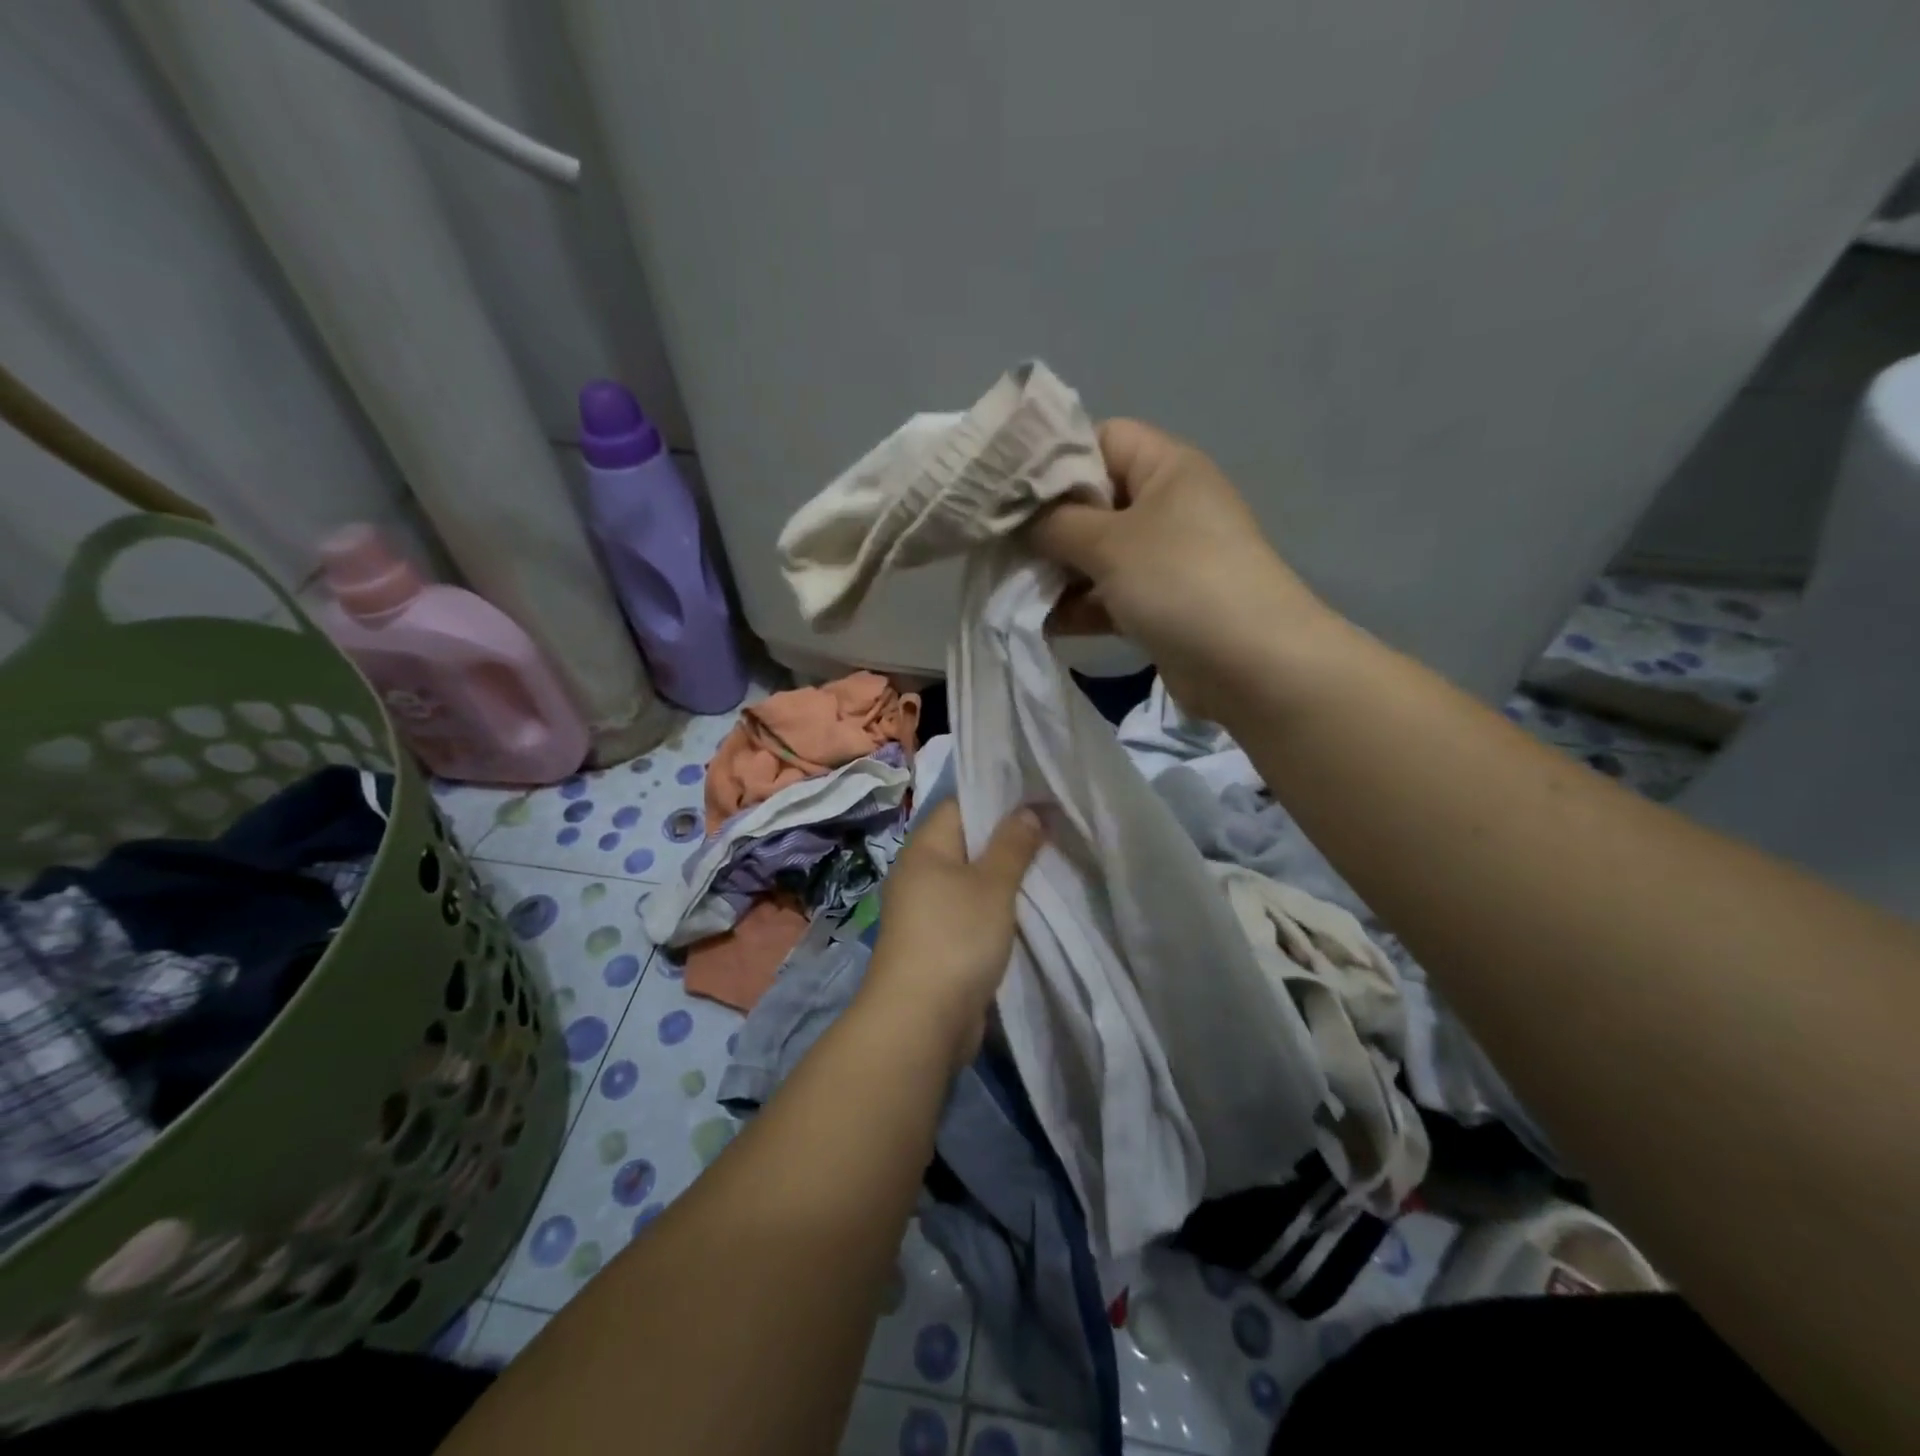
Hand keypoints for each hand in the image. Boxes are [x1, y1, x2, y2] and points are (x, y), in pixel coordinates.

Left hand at [864, 800, 1043, 1070]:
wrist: (921, 1020)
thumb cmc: (956, 937)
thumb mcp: (992, 885)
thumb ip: (1013, 845)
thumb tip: (1029, 809)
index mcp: (924, 847)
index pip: (961, 804)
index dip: (998, 797)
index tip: (1039, 797)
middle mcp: (919, 872)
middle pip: (968, 841)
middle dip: (1008, 838)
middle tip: (1054, 831)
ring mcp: (926, 908)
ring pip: (972, 878)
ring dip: (1005, 876)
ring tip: (1049, 865)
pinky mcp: (937, 941)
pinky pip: (971, 909)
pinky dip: (996, 906)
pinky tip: (1028, 907)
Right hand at [1028, 419, 1329, 722]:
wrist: (1250, 664)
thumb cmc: (1180, 580)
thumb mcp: (1109, 542)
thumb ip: (1056, 524)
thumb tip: (1022, 519)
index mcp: (1167, 468)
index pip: (1103, 439)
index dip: (1056, 458)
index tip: (1010, 488)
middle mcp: (1167, 507)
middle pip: (1094, 501)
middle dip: (1048, 525)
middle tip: (1000, 544)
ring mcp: (1165, 559)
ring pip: (1097, 555)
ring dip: (1058, 572)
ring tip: (1011, 586)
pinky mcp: (1160, 606)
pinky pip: (1109, 597)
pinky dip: (1079, 607)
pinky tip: (1041, 622)